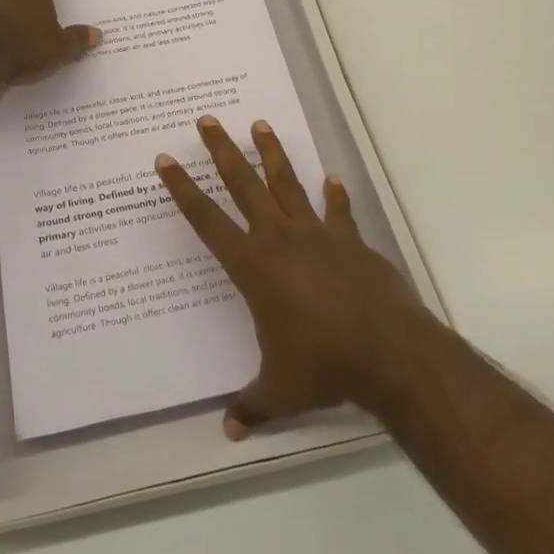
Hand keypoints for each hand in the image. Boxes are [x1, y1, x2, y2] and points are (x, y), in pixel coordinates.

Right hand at [156, 116, 435, 438]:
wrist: (388, 352)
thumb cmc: (323, 366)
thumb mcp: (279, 390)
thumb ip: (251, 405)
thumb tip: (229, 433)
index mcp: (252, 266)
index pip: (206, 220)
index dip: (182, 189)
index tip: (165, 160)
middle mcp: (279, 239)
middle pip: (243, 184)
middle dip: (222, 151)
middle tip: (207, 120)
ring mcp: (317, 234)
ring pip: (287, 183)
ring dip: (272, 153)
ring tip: (260, 124)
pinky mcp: (350, 241)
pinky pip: (338, 211)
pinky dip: (334, 195)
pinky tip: (332, 180)